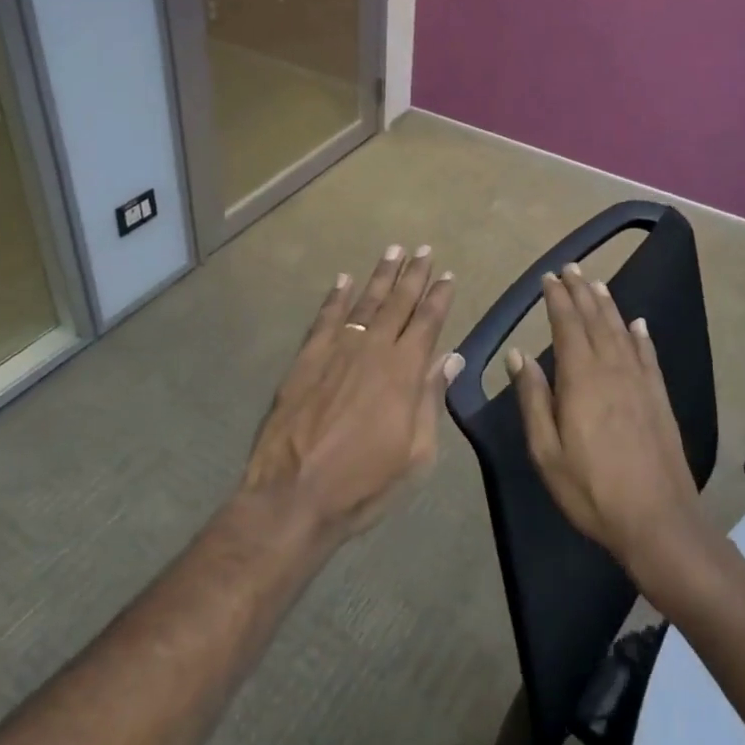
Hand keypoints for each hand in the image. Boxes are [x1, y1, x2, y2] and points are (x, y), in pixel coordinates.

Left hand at [244, 244, 462, 543]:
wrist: (294, 494)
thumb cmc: (363, 483)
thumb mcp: (415, 454)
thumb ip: (431, 400)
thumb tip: (451, 358)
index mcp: (404, 372)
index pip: (427, 323)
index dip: (439, 297)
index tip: (447, 275)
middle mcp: (373, 350)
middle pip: (398, 303)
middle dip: (413, 275)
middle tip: (424, 250)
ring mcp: (337, 351)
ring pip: (364, 302)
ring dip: (380, 275)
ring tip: (393, 251)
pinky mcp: (306, 359)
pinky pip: (325, 318)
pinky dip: (336, 297)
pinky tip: (343, 280)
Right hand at [508, 264, 702, 576]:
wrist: (658, 521)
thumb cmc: (591, 489)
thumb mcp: (546, 451)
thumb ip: (532, 398)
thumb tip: (518, 354)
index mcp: (580, 379)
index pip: (567, 325)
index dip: (557, 299)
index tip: (548, 278)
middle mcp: (612, 369)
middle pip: (595, 320)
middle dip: (581, 291)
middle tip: (571, 267)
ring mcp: (640, 382)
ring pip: (621, 331)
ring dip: (607, 305)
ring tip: (596, 283)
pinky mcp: (659, 398)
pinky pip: (648, 355)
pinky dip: (640, 335)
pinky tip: (638, 323)